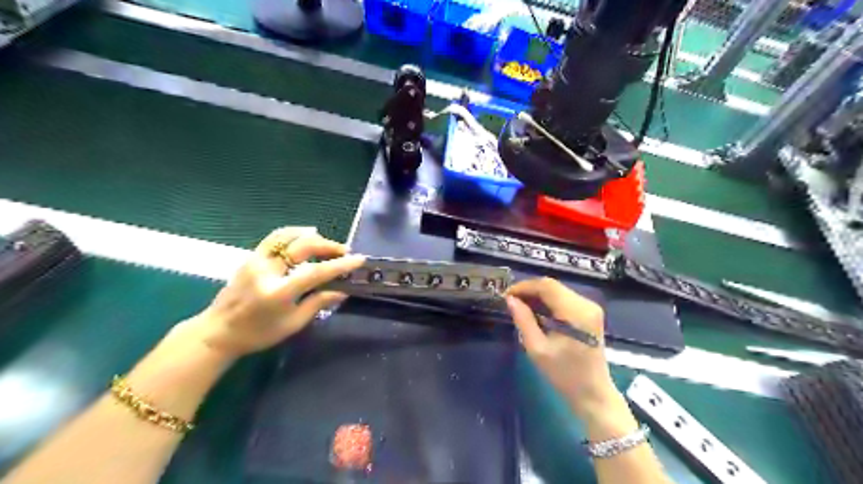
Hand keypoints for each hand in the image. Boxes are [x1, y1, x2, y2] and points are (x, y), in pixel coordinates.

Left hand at [183, 226, 364, 358]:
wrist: (218, 332)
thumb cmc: (258, 334)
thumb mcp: (292, 324)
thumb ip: (318, 304)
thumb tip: (342, 291)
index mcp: (278, 292)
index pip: (315, 272)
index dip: (339, 265)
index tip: (358, 259)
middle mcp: (267, 271)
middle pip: (302, 247)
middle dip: (328, 246)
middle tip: (344, 251)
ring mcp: (256, 260)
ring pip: (287, 236)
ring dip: (311, 237)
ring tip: (326, 242)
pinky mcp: (251, 257)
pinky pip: (275, 238)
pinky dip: (294, 234)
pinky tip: (305, 237)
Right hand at [507, 277, 621, 417]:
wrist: (593, 393)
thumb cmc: (564, 374)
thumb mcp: (537, 349)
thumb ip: (523, 320)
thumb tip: (510, 300)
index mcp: (576, 312)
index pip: (547, 286)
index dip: (524, 287)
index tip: (506, 296)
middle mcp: (586, 304)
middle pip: (553, 286)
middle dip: (529, 290)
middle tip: (511, 302)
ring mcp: (591, 308)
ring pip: (558, 290)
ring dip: (538, 296)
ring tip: (520, 307)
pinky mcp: (590, 314)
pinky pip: (564, 299)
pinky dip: (548, 302)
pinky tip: (536, 312)